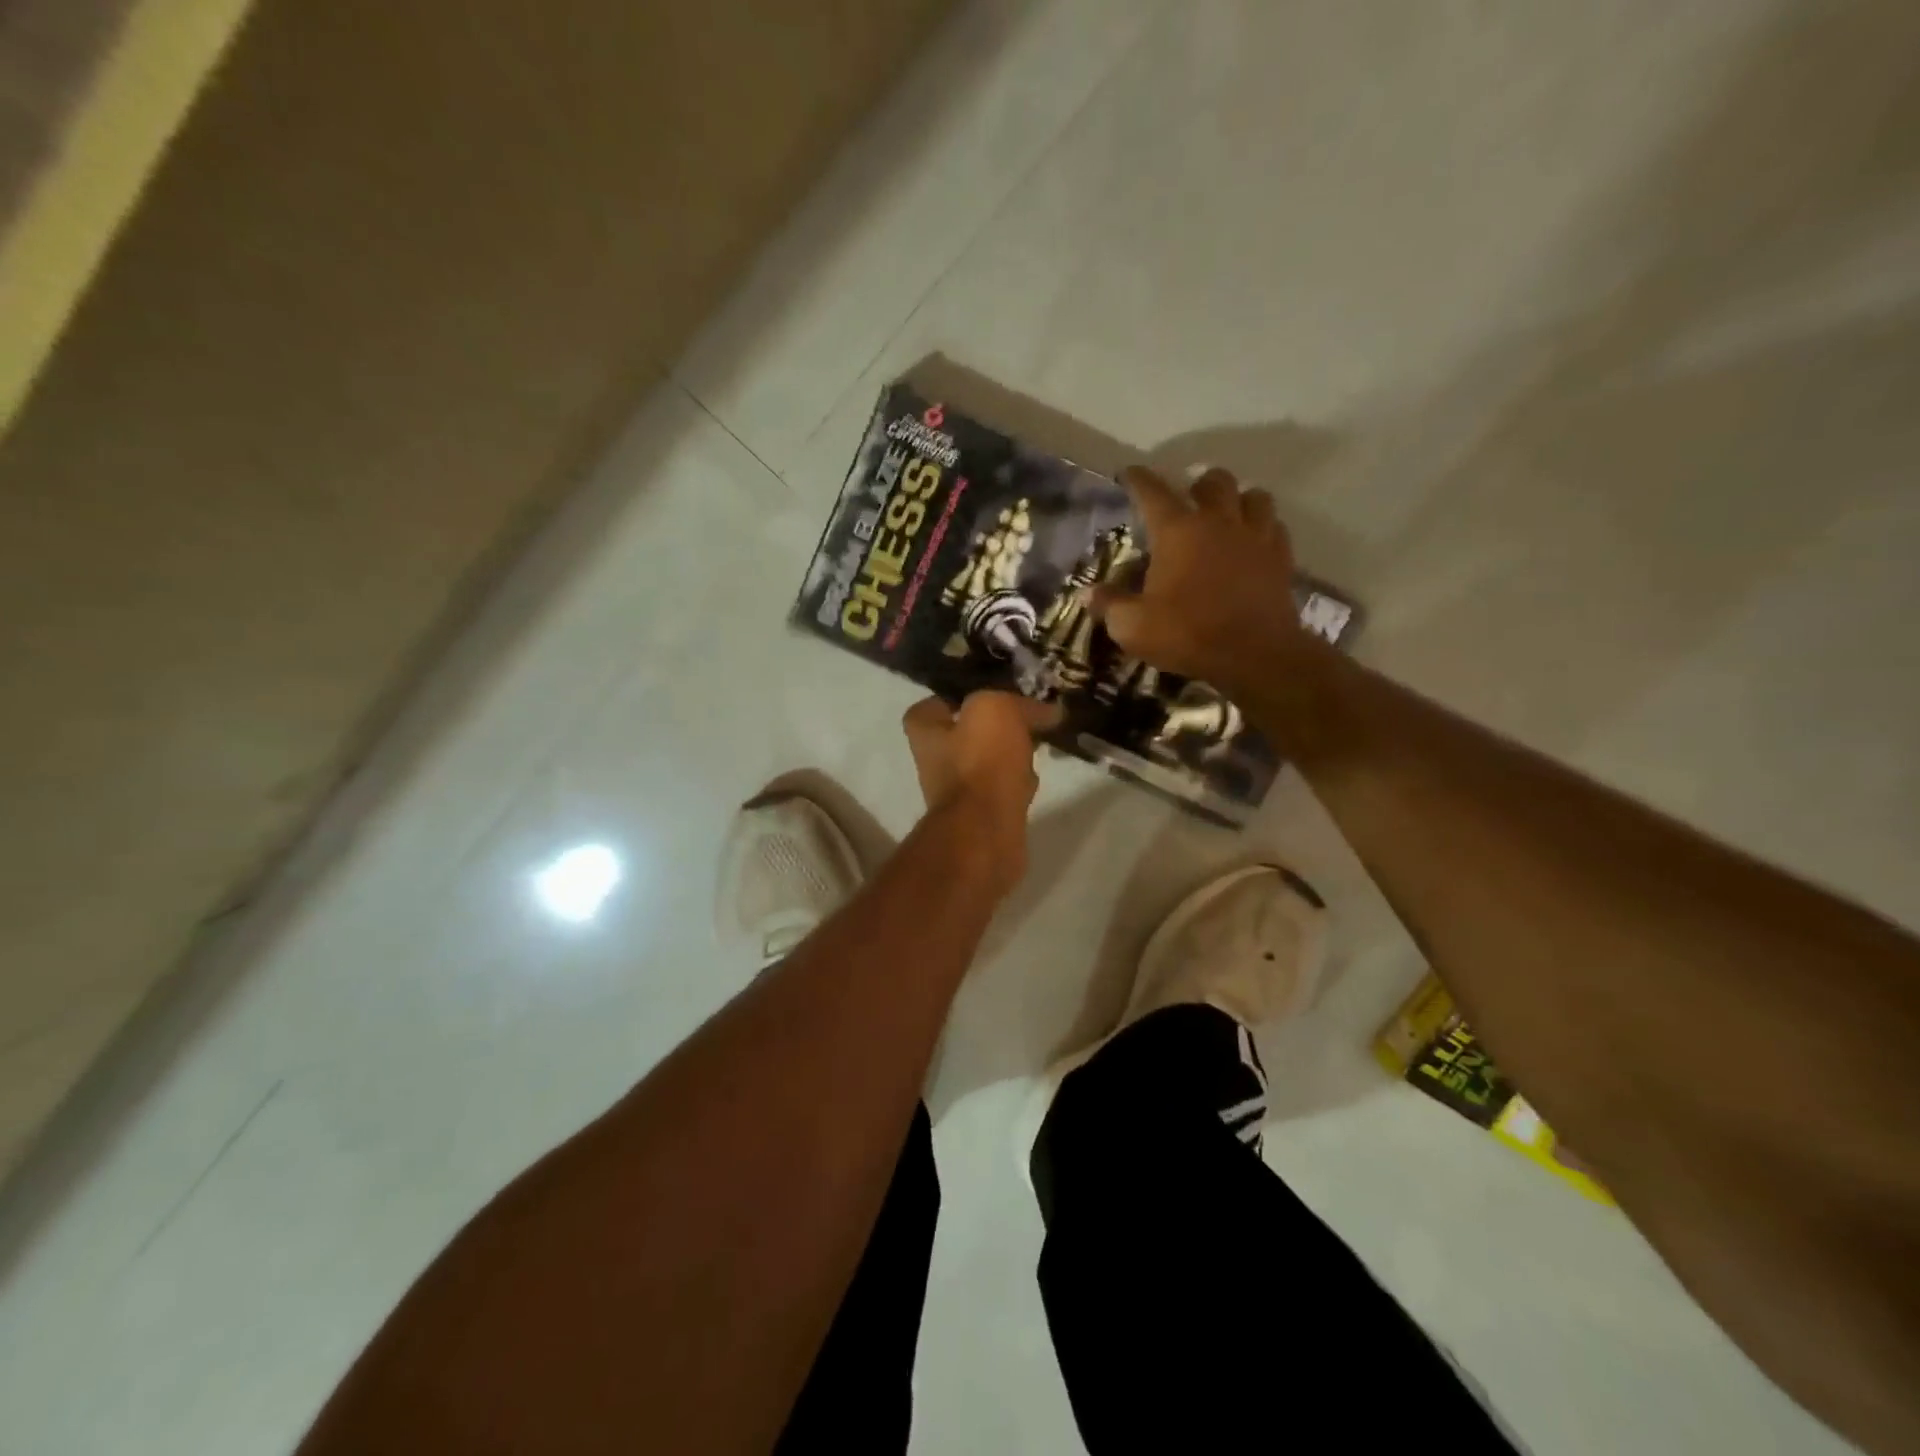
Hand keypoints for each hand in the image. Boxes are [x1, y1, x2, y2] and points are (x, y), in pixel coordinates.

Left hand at [902, 692, 1057, 888]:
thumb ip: (1019, 703)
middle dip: (993, 728)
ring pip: (985, 764)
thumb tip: (1048, 710)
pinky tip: (1036, 780)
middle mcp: (934, 762)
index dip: (955, 698)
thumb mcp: (996, 710)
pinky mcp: (981, 817)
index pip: (931, 707)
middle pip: (963, 735)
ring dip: (1009, 756)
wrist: (985, 832)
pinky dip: (1017, 784)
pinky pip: (1001, 791)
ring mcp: (957, 793)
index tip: (989, 695)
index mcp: (926, 733)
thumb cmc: (981, 763)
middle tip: (1026, 717)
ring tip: (1038, 745)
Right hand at [1093, 466, 1313, 700]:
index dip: (1138, 479)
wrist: (1254, 655)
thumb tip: (1087, 594)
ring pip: (1254, 496)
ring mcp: (1255, 537)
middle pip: (1214, 481)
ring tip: (1227, 514)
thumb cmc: (1188, 634)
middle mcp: (1218, 522)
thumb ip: (1110, 605)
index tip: (1129, 473)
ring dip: (1238, 499)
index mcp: (1177, 531)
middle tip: (1188, 499)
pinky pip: (1275, 527)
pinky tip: (1254, 541)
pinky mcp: (1281, 558)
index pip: (1153, 492)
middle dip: (1198, 483)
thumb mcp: (1133, 626)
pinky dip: (1263, 527)